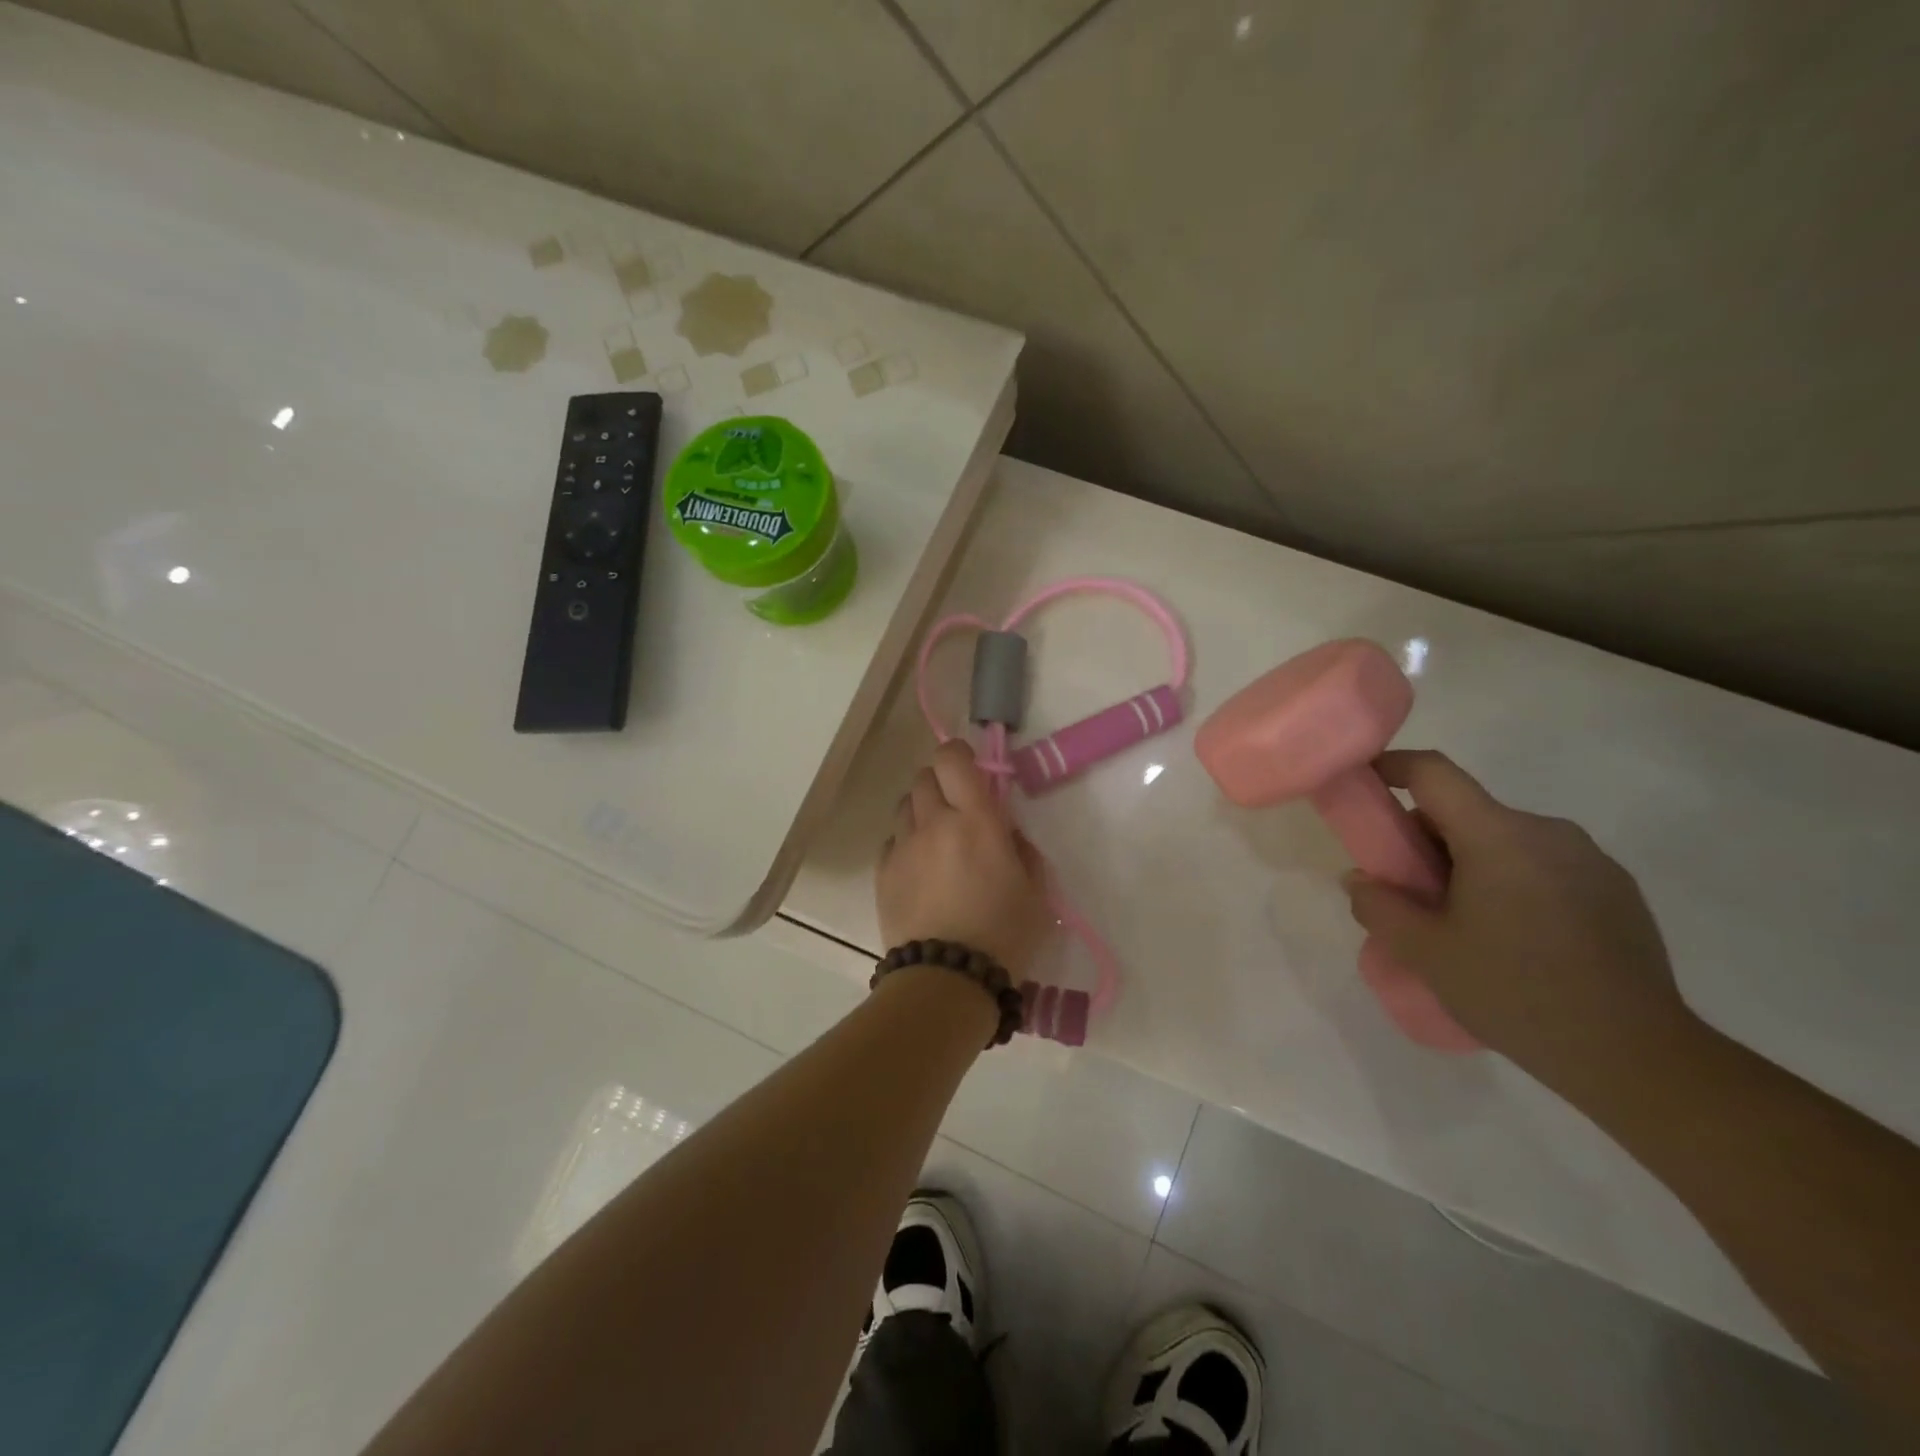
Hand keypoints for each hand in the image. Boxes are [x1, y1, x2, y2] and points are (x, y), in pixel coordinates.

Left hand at [877, 741, 1050, 975]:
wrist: (948, 980)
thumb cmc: (1004, 935)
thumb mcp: (1036, 892)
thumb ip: (1021, 849)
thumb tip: (1004, 831)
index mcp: (977, 821)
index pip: (953, 759)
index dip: (958, 754)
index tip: (969, 769)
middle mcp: (935, 823)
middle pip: (924, 777)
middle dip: (941, 783)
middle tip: (957, 808)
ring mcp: (903, 847)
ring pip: (905, 805)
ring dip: (921, 811)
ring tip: (936, 839)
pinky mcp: (883, 873)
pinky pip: (892, 840)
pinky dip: (905, 843)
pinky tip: (919, 868)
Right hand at [1343, 750, 1700, 1092]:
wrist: (1636, 1056)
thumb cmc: (1515, 992)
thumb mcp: (1424, 953)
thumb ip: (1378, 906)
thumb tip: (1361, 880)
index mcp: (1498, 836)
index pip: (1433, 772)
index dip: (1391, 766)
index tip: (1365, 783)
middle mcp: (1548, 832)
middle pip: (1467, 811)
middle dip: (1427, 839)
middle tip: (1410, 891)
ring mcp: (1591, 860)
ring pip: (1505, 841)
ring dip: (1471, 864)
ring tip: (1464, 924)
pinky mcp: (1618, 891)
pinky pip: (1543, 866)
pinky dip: (1513, 883)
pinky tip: (1516, 940)